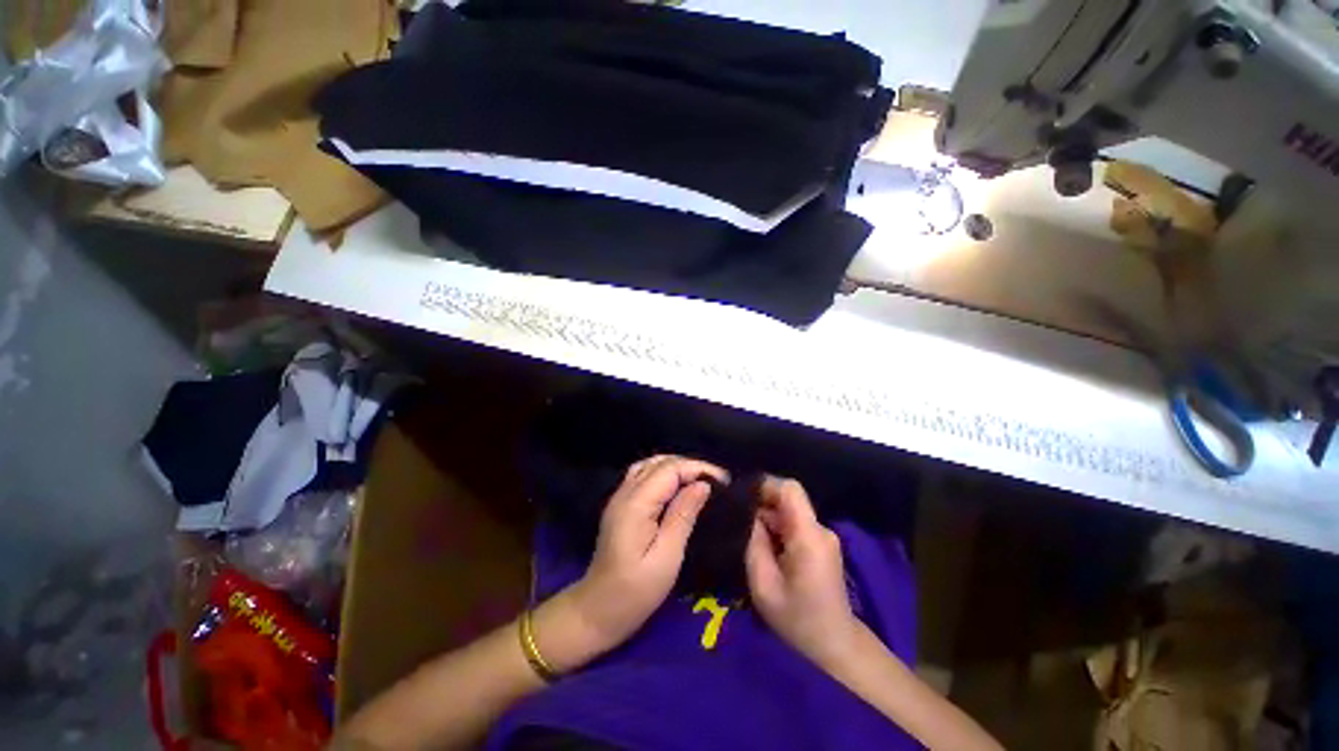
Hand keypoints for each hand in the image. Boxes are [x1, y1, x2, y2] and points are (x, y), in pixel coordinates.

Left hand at [549, 456, 725, 665]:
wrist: (595, 612)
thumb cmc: (634, 592)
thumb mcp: (666, 558)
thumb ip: (683, 516)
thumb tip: (703, 485)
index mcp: (636, 503)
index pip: (670, 469)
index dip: (697, 468)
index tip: (723, 481)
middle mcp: (625, 492)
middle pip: (660, 462)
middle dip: (690, 466)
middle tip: (717, 482)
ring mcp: (619, 496)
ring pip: (650, 465)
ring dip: (677, 467)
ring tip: (700, 480)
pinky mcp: (620, 504)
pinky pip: (643, 475)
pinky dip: (663, 473)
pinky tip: (676, 486)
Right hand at [746, 477, 861, 669]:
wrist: (834, 645)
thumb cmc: (797, 619)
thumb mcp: (763, 585)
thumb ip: (754, 543)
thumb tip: (749, 514)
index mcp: (808, 536)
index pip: (790, 489)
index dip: (765, 485)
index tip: (742, 496)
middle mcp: (820, 529)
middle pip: (788, 499)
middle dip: (762, 505)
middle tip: (738, 523)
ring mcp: (823, 536)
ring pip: (790, 512)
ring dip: (768, 519)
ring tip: (749, 538)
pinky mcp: (822, 544)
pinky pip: (795, 524)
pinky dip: (778, 529)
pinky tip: (766, 548)